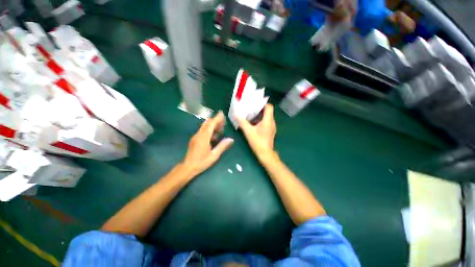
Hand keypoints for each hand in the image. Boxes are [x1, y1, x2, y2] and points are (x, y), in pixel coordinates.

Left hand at [182, 111, 233, 176]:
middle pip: (207, 123)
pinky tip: (214, 135)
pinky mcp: (194, 139)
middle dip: (215, 121)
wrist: (187, 167)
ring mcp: (196, 136)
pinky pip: (202, 131)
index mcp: (204, 137)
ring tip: (220, 128)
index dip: (217, 118)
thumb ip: (222, 146)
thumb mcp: (214, 155)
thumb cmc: (201, 162)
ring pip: (204, 126)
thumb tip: (231, 139)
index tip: (222, 113)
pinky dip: (209, 129)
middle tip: (223, 122)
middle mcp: (199, 134)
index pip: (211, 124)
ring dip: (212, 125)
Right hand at [237, 104, 275, 158]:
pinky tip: (252, 123)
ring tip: (250, 114)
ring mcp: (271, 127)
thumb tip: (236, 114)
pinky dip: (260, 120)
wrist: (265, 154)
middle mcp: (271, 122)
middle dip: (258, 109)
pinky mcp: (270, 131)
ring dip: (258, 115)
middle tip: (249, 108)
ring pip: (266, 117)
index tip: (254, 103)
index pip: (269, 107)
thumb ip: (242, 122)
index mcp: (268, 120)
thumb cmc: (258, 142)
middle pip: (267, 111)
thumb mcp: (248, 131)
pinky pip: (265, 122)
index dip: (262, 103)